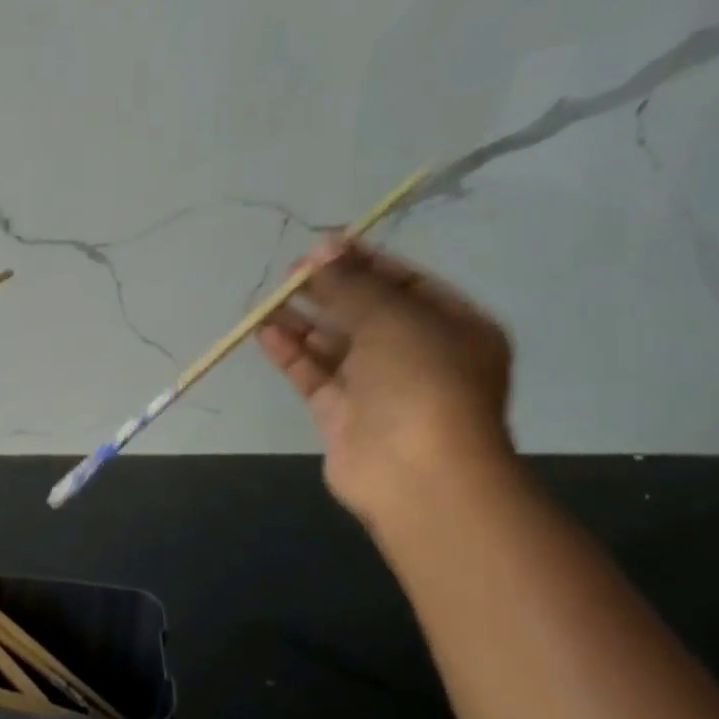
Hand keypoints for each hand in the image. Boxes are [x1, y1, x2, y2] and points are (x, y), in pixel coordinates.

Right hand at [258, 240, 514, 524]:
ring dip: (303, 321)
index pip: (406, 283)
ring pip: (336, 345)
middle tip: (291, 272)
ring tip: (268, 301)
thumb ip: (352, 283)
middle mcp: (418, 355)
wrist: (418, 473)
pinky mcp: (344, 415)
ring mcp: (380, 388)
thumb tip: (322, 248)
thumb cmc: (421, 381)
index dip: (364, 261)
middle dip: (329, 290)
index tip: (322, 245)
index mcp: (453, 328)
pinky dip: (292, 354)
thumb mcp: (392, 318)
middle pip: (367, 313)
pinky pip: (315, 375)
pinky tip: (265, 333)